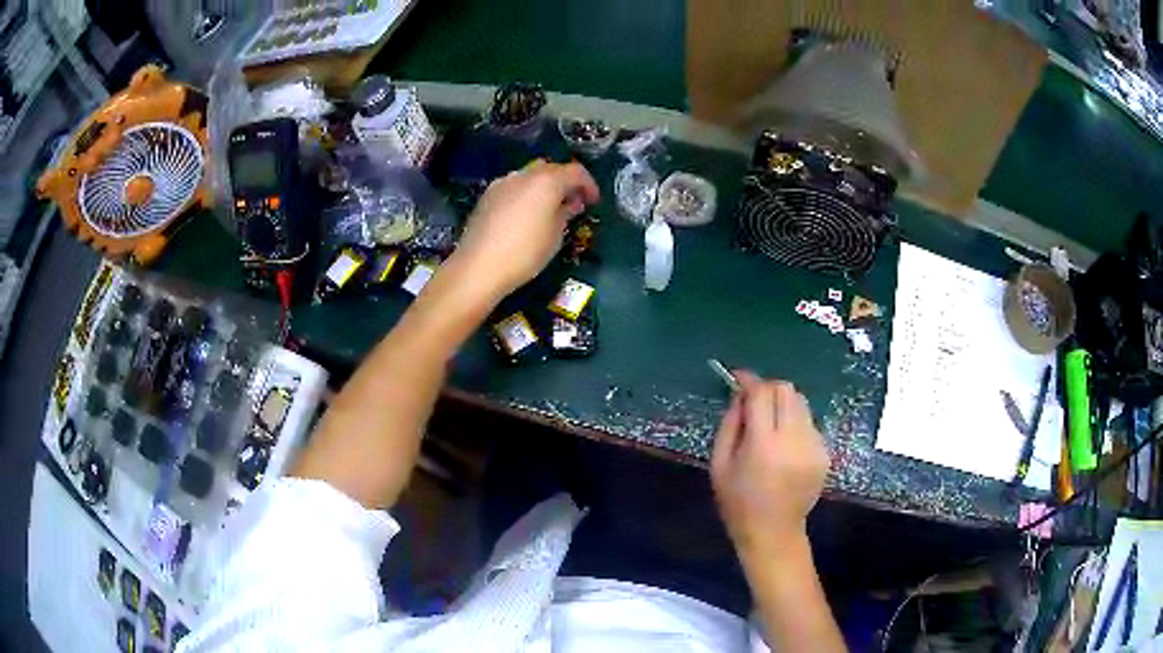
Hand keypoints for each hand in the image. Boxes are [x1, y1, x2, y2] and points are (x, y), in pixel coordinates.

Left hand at [449, 161, 599, 300]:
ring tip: (550, 211)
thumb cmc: (525, 253)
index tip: (594, 201)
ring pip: (530, 178)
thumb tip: (570, 203)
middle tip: (573, 204)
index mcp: (546, 180)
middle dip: (565, 184)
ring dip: (544, 189)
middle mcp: (524, 175)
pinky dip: (526, 196)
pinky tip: (526, 216)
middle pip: (551, 170)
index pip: (576, 172)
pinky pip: (514, 189)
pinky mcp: (487, 196)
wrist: (479, 267)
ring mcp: (502, 183)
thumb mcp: (556, 236)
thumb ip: (566, 213)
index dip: (589, 185)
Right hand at [711, 372, 829, 558]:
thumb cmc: (739, 503)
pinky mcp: (825, 453)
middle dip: (768, 388)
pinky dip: (794, 423)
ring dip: (783, 404)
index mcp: (764, 445)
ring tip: (770, 425)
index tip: (738, 377)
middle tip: (754, 402)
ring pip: (801, 403)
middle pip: (786, 390)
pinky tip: (784, 446)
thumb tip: (740, 395)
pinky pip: (809, 422)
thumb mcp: (720, 464)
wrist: (773, 533)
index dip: (749, 381)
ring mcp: (814, 446)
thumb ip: (730, 424)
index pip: (762, 394)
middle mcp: (794, 440)